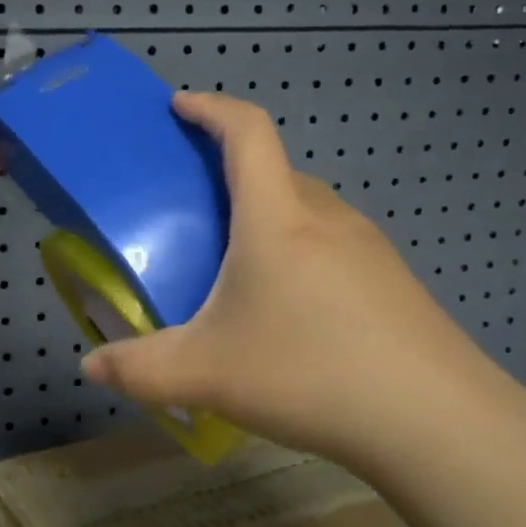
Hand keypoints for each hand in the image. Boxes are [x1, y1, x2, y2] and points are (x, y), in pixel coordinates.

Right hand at [82, 91, 524, 465]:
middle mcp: (325, 215)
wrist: (435, 420)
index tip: (179, 106)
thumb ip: (139, 369)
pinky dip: (301, 252)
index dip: (211, 108)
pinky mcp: (393, 279)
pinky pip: (334, 243)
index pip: (247, 131)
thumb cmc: (309, 372)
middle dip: (231, 173)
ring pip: (306, 209)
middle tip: (195, 212)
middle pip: (275, 170)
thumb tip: (89, 366)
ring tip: (239, 267)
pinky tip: (293, 312)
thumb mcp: (206, 374)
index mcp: (276, 217)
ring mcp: (368, 246)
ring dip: (269, 217)